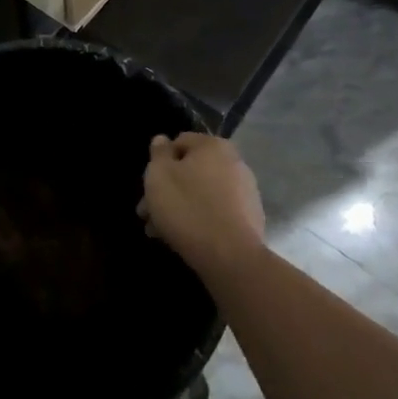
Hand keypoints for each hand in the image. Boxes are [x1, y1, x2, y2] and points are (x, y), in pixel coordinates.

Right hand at [138, 133, 265, 279]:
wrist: (230, 257)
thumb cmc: (188, 208)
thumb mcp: (159, 175)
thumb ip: (158, 153)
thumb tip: (162, 140)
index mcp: (213, 145)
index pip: (179, 142)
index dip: (158, 163)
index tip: (147, 187)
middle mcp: (234, 163)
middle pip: (190, 171)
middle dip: (166, 191)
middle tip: (147, 215)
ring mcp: (246, 192)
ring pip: (202, 194)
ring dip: (180, 208)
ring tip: (160, 232)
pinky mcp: (250, 220)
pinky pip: (217, 213)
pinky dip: (199, 220)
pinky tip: (184, 239)